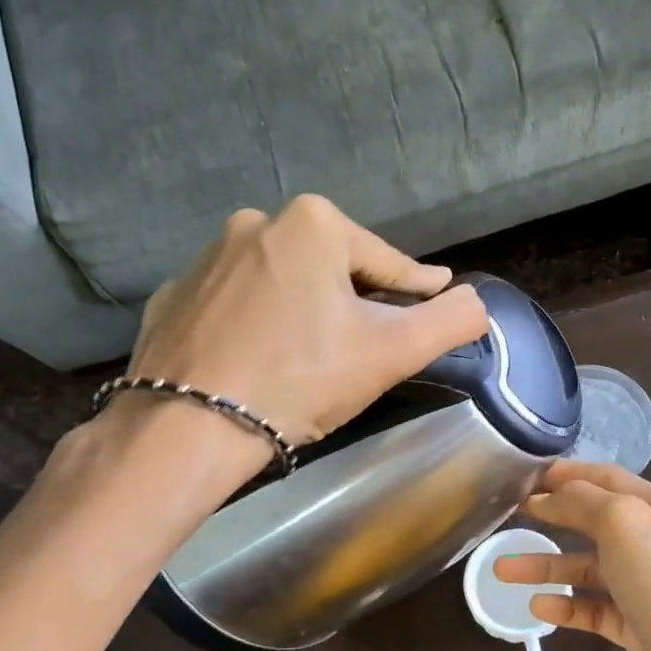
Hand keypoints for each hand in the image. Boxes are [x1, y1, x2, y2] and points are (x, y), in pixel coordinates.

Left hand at [120, 195, 489, 445]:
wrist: (190, 428)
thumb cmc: (303, 379)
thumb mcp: (393, 352)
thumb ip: (449, 321)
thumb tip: (477, 302)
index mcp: (313, 224)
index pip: (387, 262)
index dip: (417, 288)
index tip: (436, 297)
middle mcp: (255, 222)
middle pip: (332, 269)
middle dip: (356, 301)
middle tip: (369, 344)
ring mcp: (205, 258)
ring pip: (282, 283)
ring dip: (305, 309)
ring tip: (314, 355)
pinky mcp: (174, 296)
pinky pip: (236, 304)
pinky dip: (256, 324)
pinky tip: (261, 358)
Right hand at [496, 461, 650, 650]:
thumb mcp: (626, 524)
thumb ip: (585, 501)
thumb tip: (551, 495)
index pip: (608, 479)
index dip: (567, 474)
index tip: (525, 476)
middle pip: (596, 523)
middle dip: (554, 517)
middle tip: (511, 515)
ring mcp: (648, 591)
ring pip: (589, 570)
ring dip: (548, 567)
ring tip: (502, 569)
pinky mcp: (639, 631)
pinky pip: (595, 611)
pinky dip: (566, 607)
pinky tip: (538, 608)